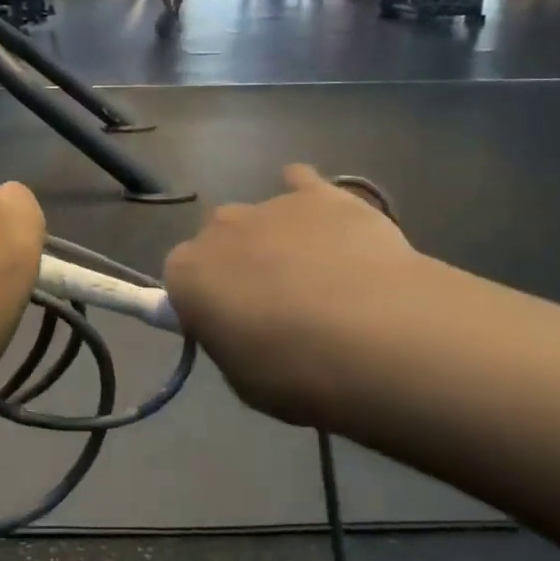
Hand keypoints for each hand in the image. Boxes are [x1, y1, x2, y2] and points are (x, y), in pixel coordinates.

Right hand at [163, 165, 427, 427]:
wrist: (378, 337)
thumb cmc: (297, 372)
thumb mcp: (242, 378)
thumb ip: (228, 339)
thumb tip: (239, 325)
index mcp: (187, 272)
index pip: (181, 278)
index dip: (205, 301)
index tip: (230, 325)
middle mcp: (217, 229)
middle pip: (218, 241)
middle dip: (238, 265)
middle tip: (274, 305)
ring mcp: (269, 205)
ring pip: (261, 219)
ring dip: (277, 241)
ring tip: (320, 278)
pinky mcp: (319, 194)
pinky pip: (302, 182)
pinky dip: (306, 196)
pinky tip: (326, 218)